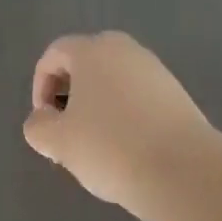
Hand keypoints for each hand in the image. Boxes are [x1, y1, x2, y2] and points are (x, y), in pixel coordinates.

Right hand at [22, 31, 215, 216]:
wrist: (183, 171)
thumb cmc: (111, 147)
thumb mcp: (58, 141)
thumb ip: (38, 126)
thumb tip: (43, 120)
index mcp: (93, 50)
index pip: (55, 54)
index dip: (39, 86)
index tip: (44, 122)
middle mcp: (126, 50)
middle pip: (85, 64)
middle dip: (69, 97)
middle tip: (66, 134)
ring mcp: (156, 70)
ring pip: (113, 82)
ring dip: (97, 108)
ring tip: (96, 149)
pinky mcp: (177, 94)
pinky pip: (138, 97)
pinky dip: (124, 116)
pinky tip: (127, 152)